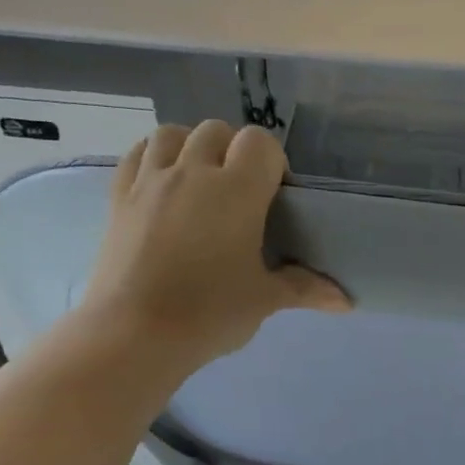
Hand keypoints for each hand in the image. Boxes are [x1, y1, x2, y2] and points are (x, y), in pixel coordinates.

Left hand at [74, 122, 348, 373]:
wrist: (134, 333)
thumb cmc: (210, 313)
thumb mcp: (264, 300)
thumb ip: (304, 288)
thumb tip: (345, 300)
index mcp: (237, 190)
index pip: (260, 143)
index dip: (272, 161)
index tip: (274, 195)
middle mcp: (193, 172)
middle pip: (217, 131)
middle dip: (233, 151)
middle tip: (239, 193)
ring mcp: (151, 181)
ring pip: (172, 133)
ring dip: (191, 146)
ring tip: (199, 180)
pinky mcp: (119, 197)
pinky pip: (137, 154)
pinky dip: (154, 157)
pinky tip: (162, 183)